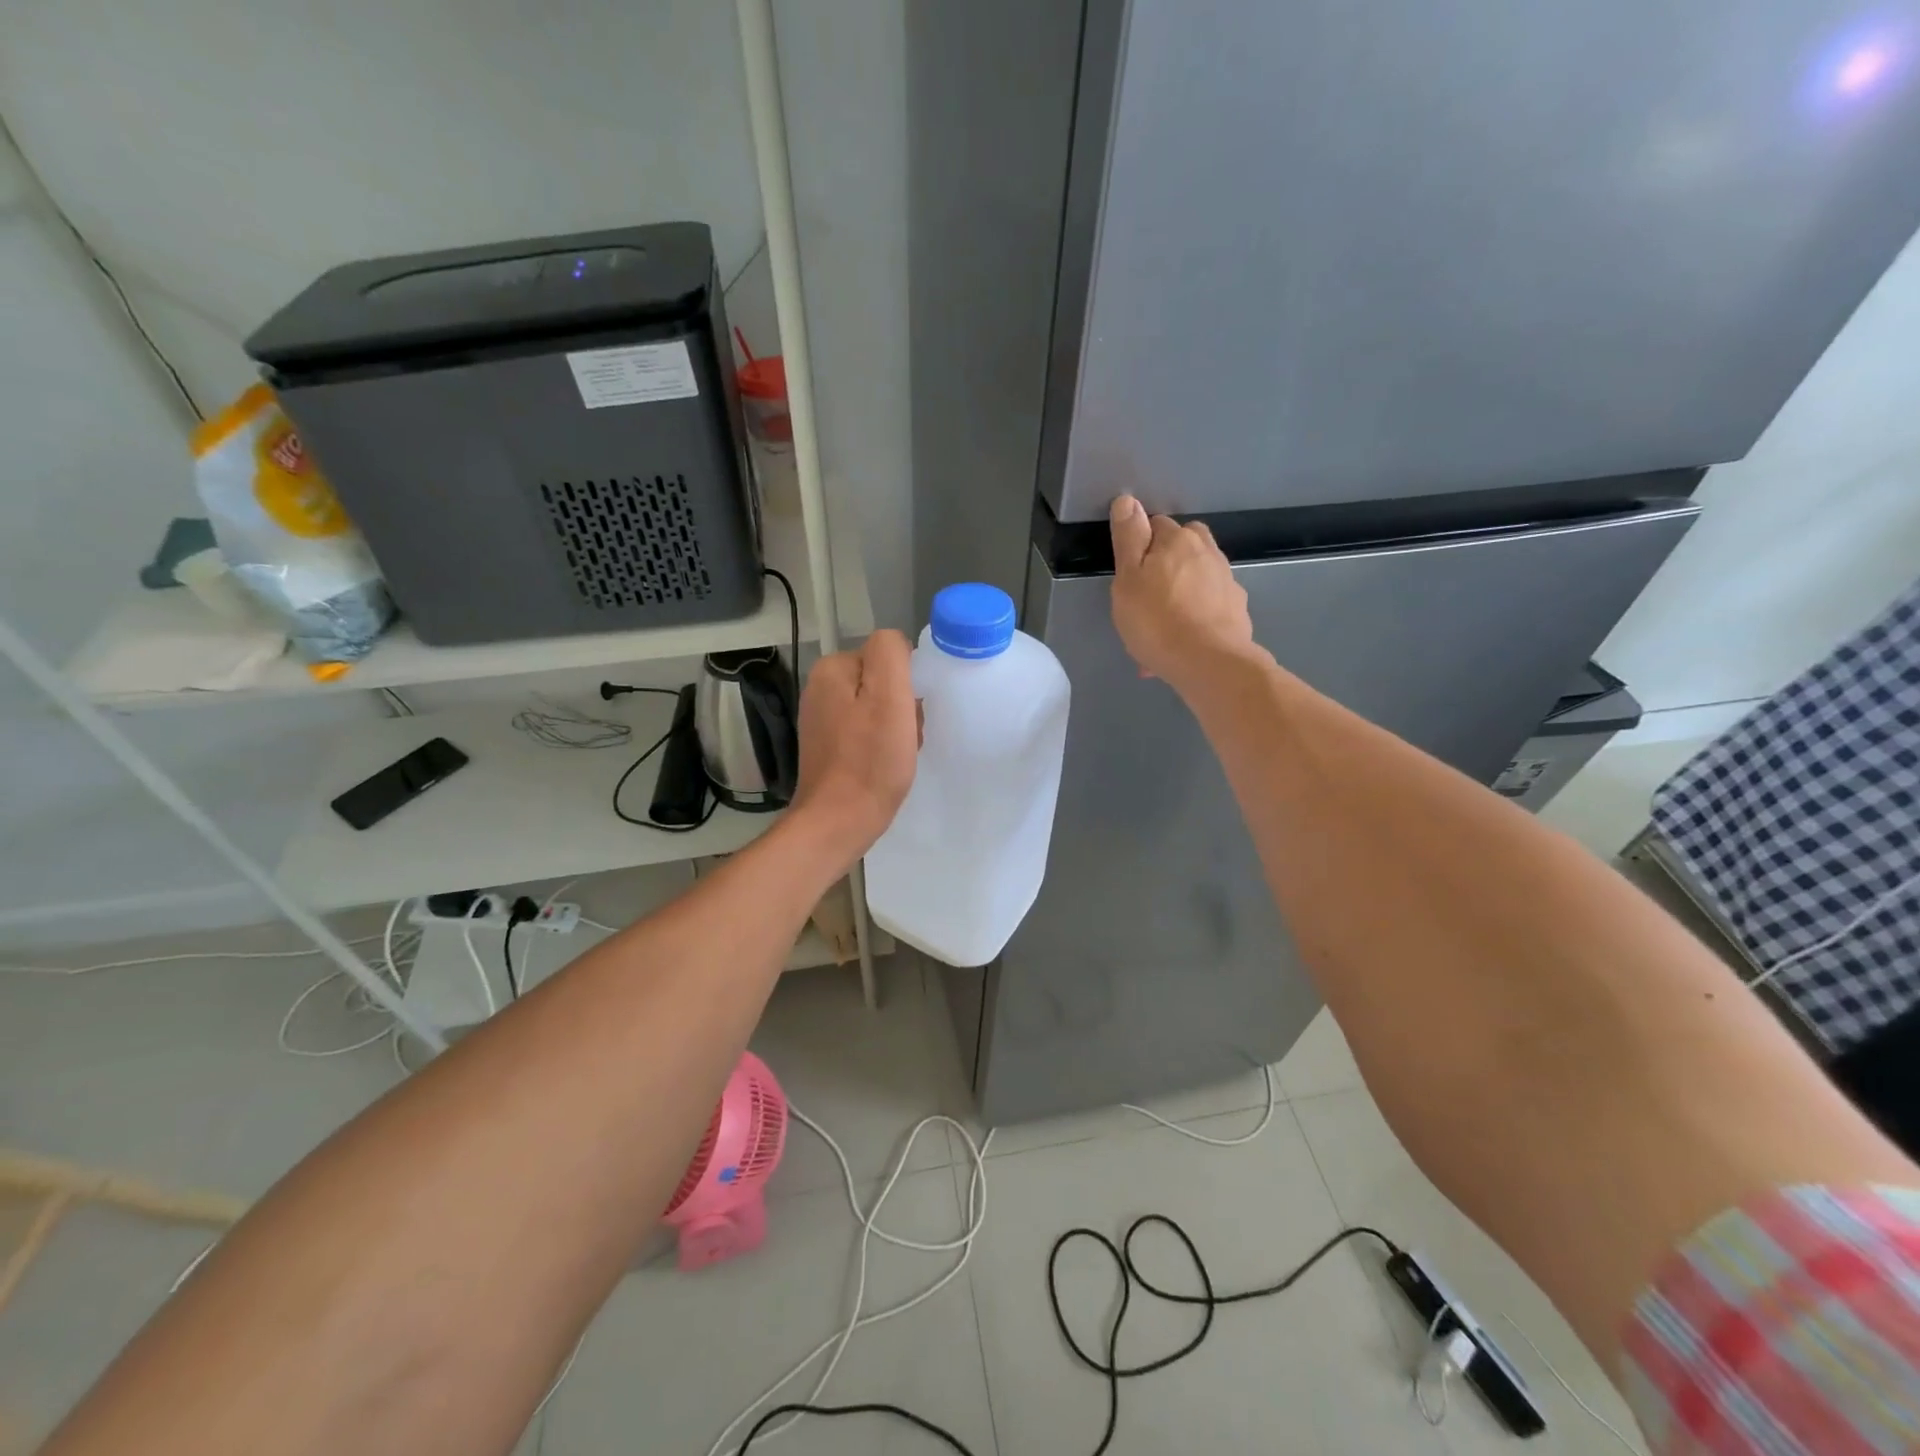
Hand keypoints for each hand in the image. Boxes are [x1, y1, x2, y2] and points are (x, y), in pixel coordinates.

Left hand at [790, 629, 919, 862]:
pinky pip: (865, 733)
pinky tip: (884, 767)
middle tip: (905, 738)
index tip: (910, 716)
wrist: (838, 822)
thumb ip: (891, 654)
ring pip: (877, 709)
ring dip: (895, 729)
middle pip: (882, 683)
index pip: (888, 656)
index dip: (908, 684)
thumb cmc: (870, 760)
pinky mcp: (827, 747)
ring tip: (897, 755)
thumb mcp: (890, 696)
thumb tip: (896, 646)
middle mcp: (820, 688)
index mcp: (832, 669)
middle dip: (901, 708)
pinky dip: (881, 746)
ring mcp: (821, 719)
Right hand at [1109, 495, 1258, 690]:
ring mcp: (1227, 582)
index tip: (1129, 572)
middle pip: (1184, 546)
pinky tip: (1180, 641)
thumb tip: (1128, 500)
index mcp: (1179, 540)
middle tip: (1146, 594)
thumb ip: (1128, 539)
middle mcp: (1208, 552)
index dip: (1140, 545)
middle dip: (1166, 562)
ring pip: (1196, 579)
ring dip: (1180, 592)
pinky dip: (1194, 617)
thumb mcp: (1128, 579)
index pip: (1156, 525)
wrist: (1209, 663)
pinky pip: (1207, 607)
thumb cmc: (1157, 620)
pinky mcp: (1237, 611)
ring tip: (1161, 626)